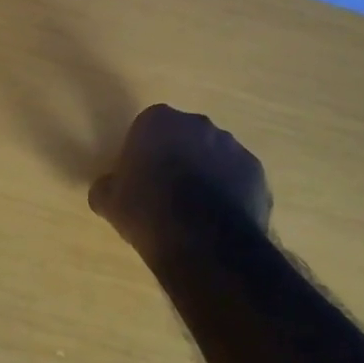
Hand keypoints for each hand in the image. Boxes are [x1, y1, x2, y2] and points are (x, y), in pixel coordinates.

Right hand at [88, 104, 270, 266]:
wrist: (203, 241)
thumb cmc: (147, 211)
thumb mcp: (109, 202)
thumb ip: (107, 187)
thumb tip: (107, 188)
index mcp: (158, 120)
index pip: (148, 126)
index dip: (144, 150)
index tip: (140, 175)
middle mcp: (198, 123)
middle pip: (184, 136)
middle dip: (178, 156)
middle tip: (167, 190)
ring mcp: (232, 146)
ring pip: (214, 155)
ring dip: (206, 172)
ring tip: (196, 209)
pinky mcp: (257, 172)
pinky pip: (238, 177)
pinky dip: (231, 191)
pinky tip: (219, 219)